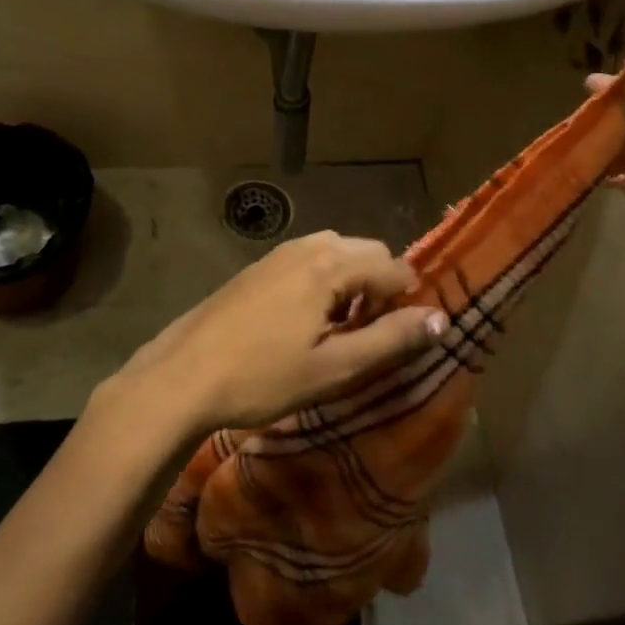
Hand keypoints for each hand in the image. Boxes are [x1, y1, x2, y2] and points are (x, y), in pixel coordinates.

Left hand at [108, 232, 446, 440]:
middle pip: (367, 252)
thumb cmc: (261, 377)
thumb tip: (441, 320)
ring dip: (353, 283)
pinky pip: (309, 259)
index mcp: (329, 265)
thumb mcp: (333, 368)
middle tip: (369, 335)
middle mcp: (307, 247)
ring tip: (340, 329)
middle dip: (381, 287)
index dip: (407, 302)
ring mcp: (278, 253)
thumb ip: (390, 340)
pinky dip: (325, 281)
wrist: (182, 376)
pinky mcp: (258, 267)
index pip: (394, 267)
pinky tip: (306, 321)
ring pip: (337, 253)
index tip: (396, 339)